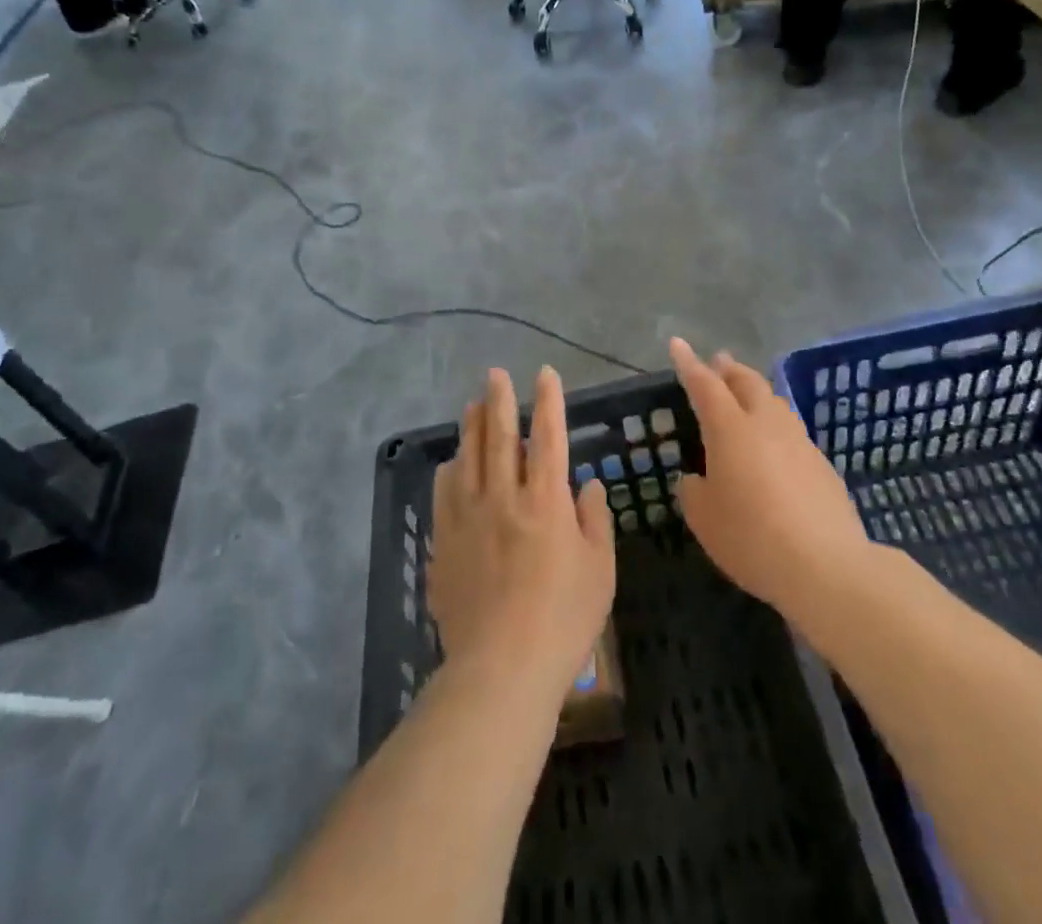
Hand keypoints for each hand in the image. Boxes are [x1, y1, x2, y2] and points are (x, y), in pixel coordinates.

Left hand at [428, 368, 615, 695]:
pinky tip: (451, 463)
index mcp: (545, 502)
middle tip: (495, 373)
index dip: (548, 402)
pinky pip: (443, 494)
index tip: (545, 375)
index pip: (549, 437)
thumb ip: (594, 520)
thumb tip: (585, 485)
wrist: (501, 668)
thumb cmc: (563, 620)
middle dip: (500, 400)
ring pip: (467, 458)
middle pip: (500, 437)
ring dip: (471, 427)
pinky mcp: (444, 543)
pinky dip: (450, 470)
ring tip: (472, 405)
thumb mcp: (598, 570)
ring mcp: (468, 519)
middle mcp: (503, 498)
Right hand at [670, 338, 869, 616]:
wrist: (826, 567)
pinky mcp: (822, 465)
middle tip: (718, 363)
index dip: (689, 363)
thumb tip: (699, 479)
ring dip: (756, 393)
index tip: (678, 344)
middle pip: (747, 382)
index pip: (705, 385)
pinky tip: (774, 448)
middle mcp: (766, 423)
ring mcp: (799, 441)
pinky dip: (776, 427)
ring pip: (775, 403)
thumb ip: (695, 491)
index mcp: (730, 429)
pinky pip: (792, 432)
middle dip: (729, 369)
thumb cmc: (752, 538)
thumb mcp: (704, 519)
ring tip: (747, 397)